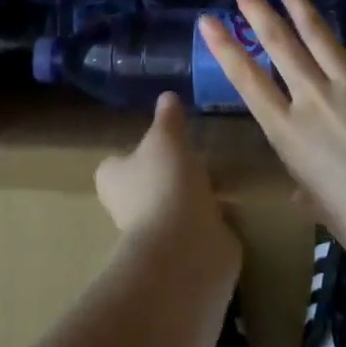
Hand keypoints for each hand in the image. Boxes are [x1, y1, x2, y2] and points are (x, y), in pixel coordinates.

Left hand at [95, 94, 240, 281]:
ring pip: (174, 206)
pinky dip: (212, 219)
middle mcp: (128, 208)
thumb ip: (168, 118)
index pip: (116, 164)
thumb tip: (167, 96)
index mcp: (113, 180)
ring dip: (193, 196)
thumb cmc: (164, 183)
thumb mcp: (167, 138)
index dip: (133, 153)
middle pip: (146, 185)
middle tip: (194, 155)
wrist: (186, 247)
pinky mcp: (184, 250)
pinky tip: (231, 205)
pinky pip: (198, 227)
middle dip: (168, 174)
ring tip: (219, 177)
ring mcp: (157, 233)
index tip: (158, 142)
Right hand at [197, 0, 345, 276]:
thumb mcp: (325, 211)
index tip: (208, 21)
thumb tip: (301, 195)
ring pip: (318, 33)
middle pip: (279, 45)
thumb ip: (309, 193)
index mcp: (289, 133)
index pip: (247, 82)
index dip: (225, 49)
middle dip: (257, 11)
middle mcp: (313, 98)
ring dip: (299, 4)